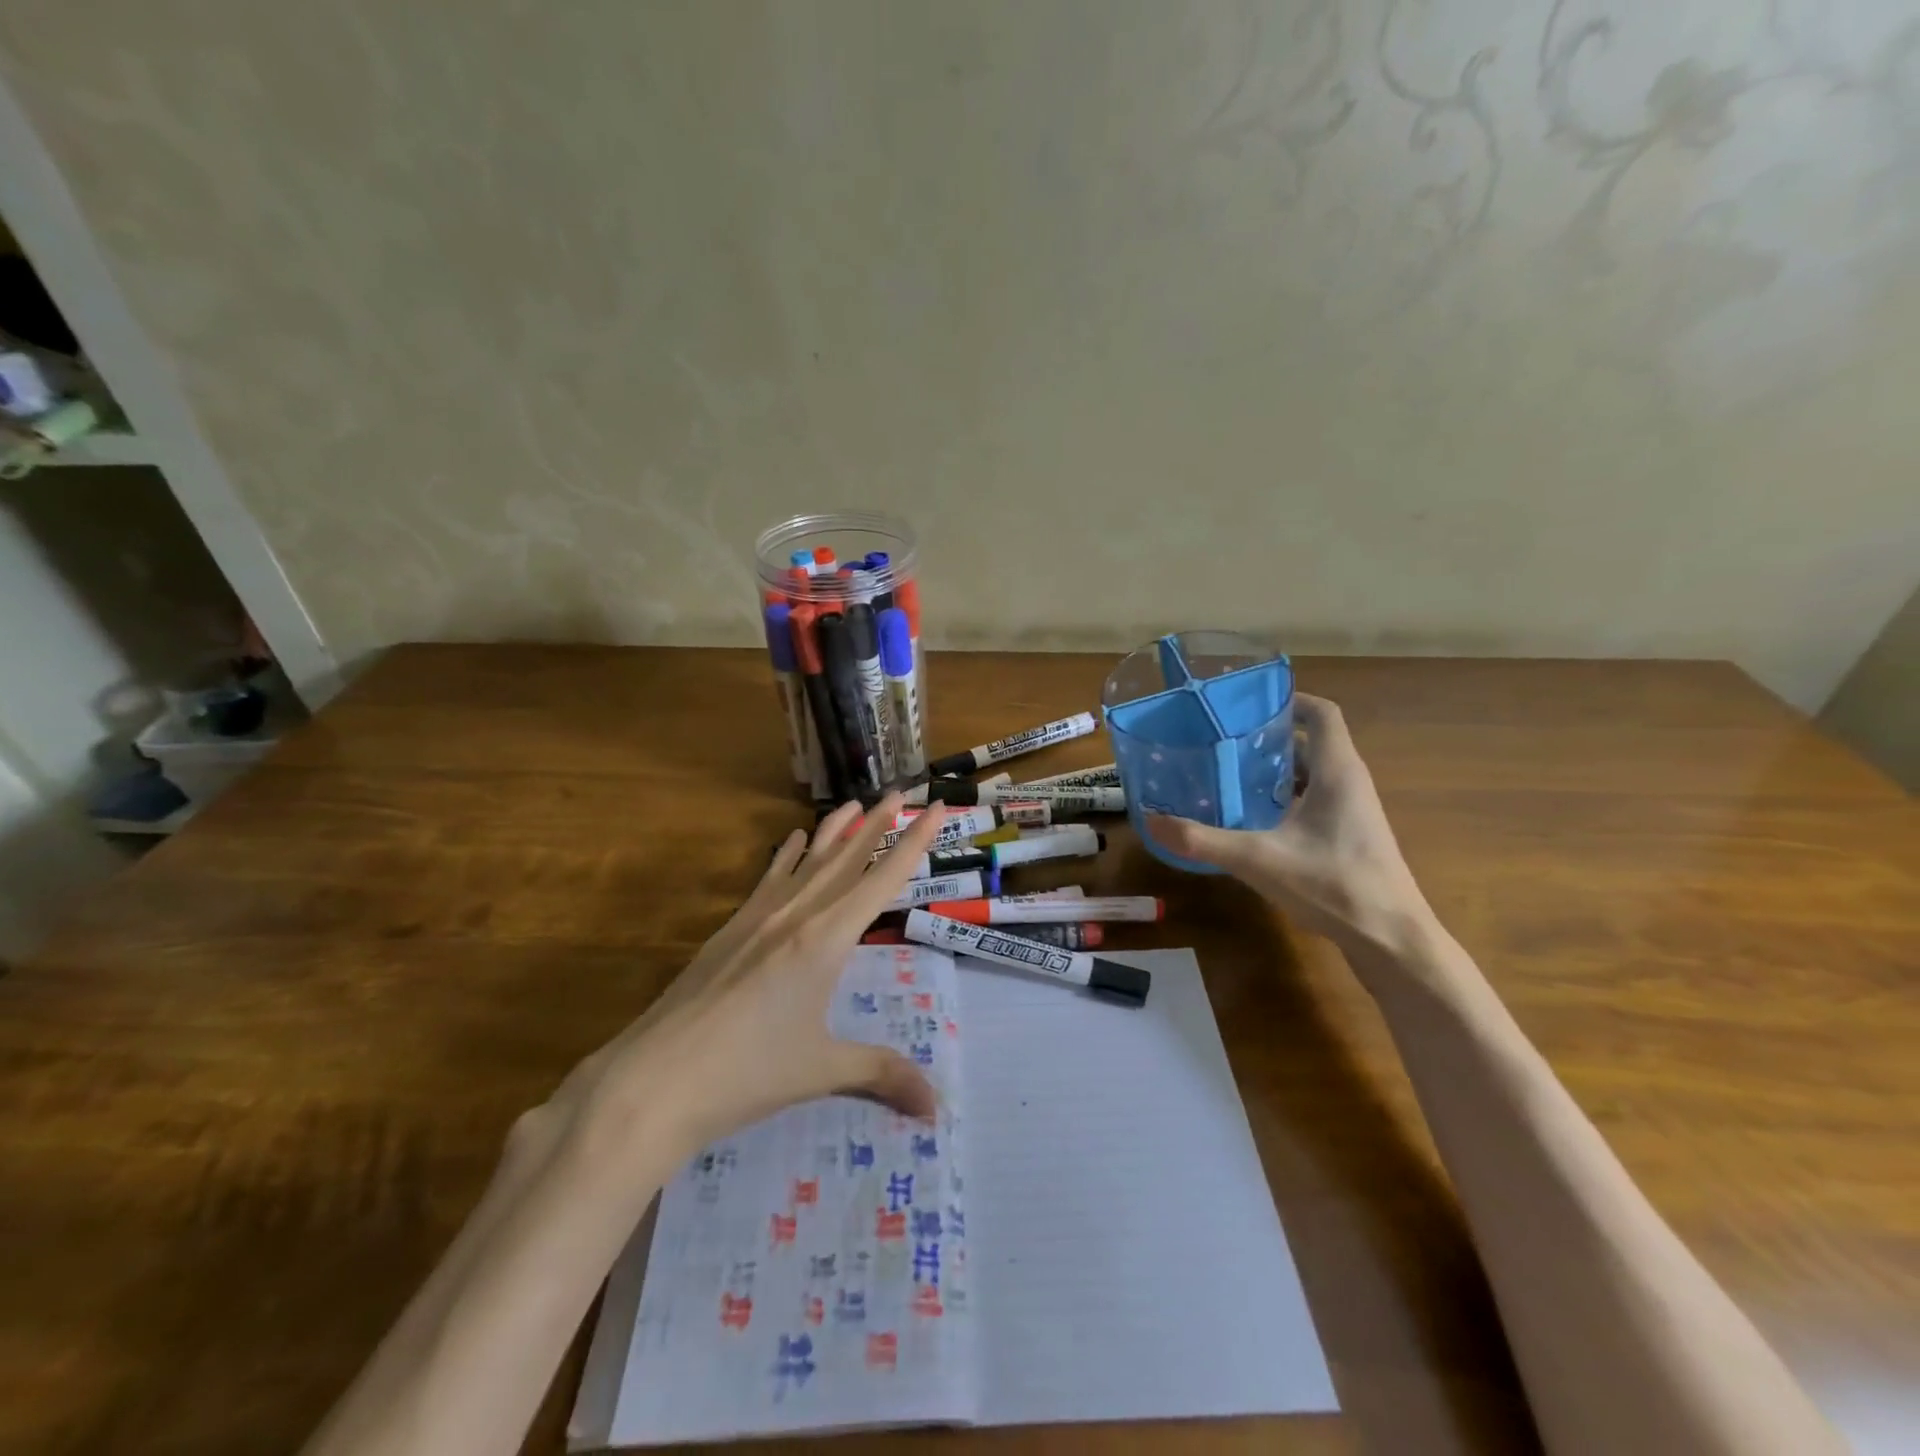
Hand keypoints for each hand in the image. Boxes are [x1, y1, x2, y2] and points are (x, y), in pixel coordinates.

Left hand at [530, 795, 948, 1167]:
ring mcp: (757, 919)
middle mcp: (796, 915)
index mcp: (826, 940)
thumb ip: (882, 1075)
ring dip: (834, 831)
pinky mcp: (729, 930)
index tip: (936, 807)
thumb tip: (937, 1108)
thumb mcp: (821, 1070)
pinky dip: (785, 856)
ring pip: (807, 862)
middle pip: (846, 859)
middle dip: (877, 824)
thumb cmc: (746, 1074)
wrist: (653, 1081)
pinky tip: (790, 840)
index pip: (883, 879)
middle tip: (900, 792)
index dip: (914, 842)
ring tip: (854, 804)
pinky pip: (768, 879)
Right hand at [1146, 694, 1433, 958]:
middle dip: (1268, 738)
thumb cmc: (1334, 886)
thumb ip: (1202, 840)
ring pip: (1312, 774)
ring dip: (1275, 770)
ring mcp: (1353, 812)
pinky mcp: (1349, 837)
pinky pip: (1314, 800)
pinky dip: (1284, 799)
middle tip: (1222, 742)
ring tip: (1229, 774)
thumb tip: (1150, 820)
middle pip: (1310, 743)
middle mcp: (1350, 783)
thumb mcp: (1258, 860)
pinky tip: (1253, 819)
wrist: (1392, 941)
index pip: (1321, 713)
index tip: (1247, 705)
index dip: (1288, 700)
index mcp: (1338, 771)